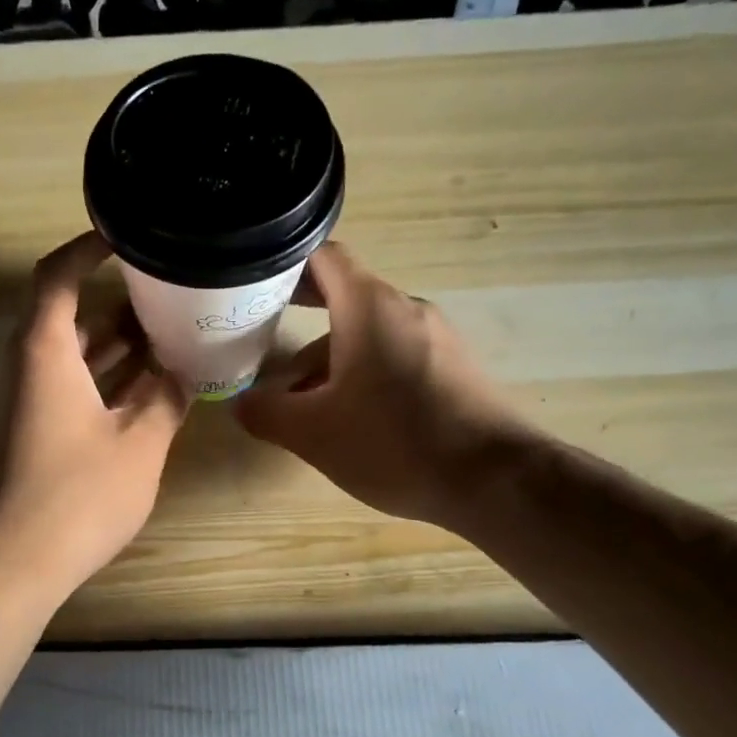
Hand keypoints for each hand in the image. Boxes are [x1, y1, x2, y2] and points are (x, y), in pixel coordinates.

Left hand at [0, 232, 188, 604]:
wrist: (2, 569)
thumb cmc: (73, 498)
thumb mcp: (138, 446)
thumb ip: (164, 400)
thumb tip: (182, 373)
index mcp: (41, 352)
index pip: (58, 276)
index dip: (88, 249)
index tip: (125, 237)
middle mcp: (19, 368)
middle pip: (63, 317)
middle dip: (115, 307)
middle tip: (166, 300)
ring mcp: (13, 404)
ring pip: (64, 358)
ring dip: (109, 350)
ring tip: (163, 344)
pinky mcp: (15, 436)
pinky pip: (58, 390)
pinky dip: (95, 384)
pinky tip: (137, 397)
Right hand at [234, 243, 526, 531]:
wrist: (495, 479)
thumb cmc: (394, 443)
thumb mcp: (313, 434)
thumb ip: (267, 413)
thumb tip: (241, 404)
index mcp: (369, 306)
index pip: (324, 257)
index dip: (286, 266)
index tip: (255, 287)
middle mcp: (405, 308)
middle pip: (345, 295)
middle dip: (302, 317)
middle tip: (263, 338)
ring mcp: (437, 336)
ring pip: (370, 331)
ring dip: (331, 355)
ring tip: (303, 399)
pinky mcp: (455, 366)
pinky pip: (398, 353)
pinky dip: (366, 370)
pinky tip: (354, 416)